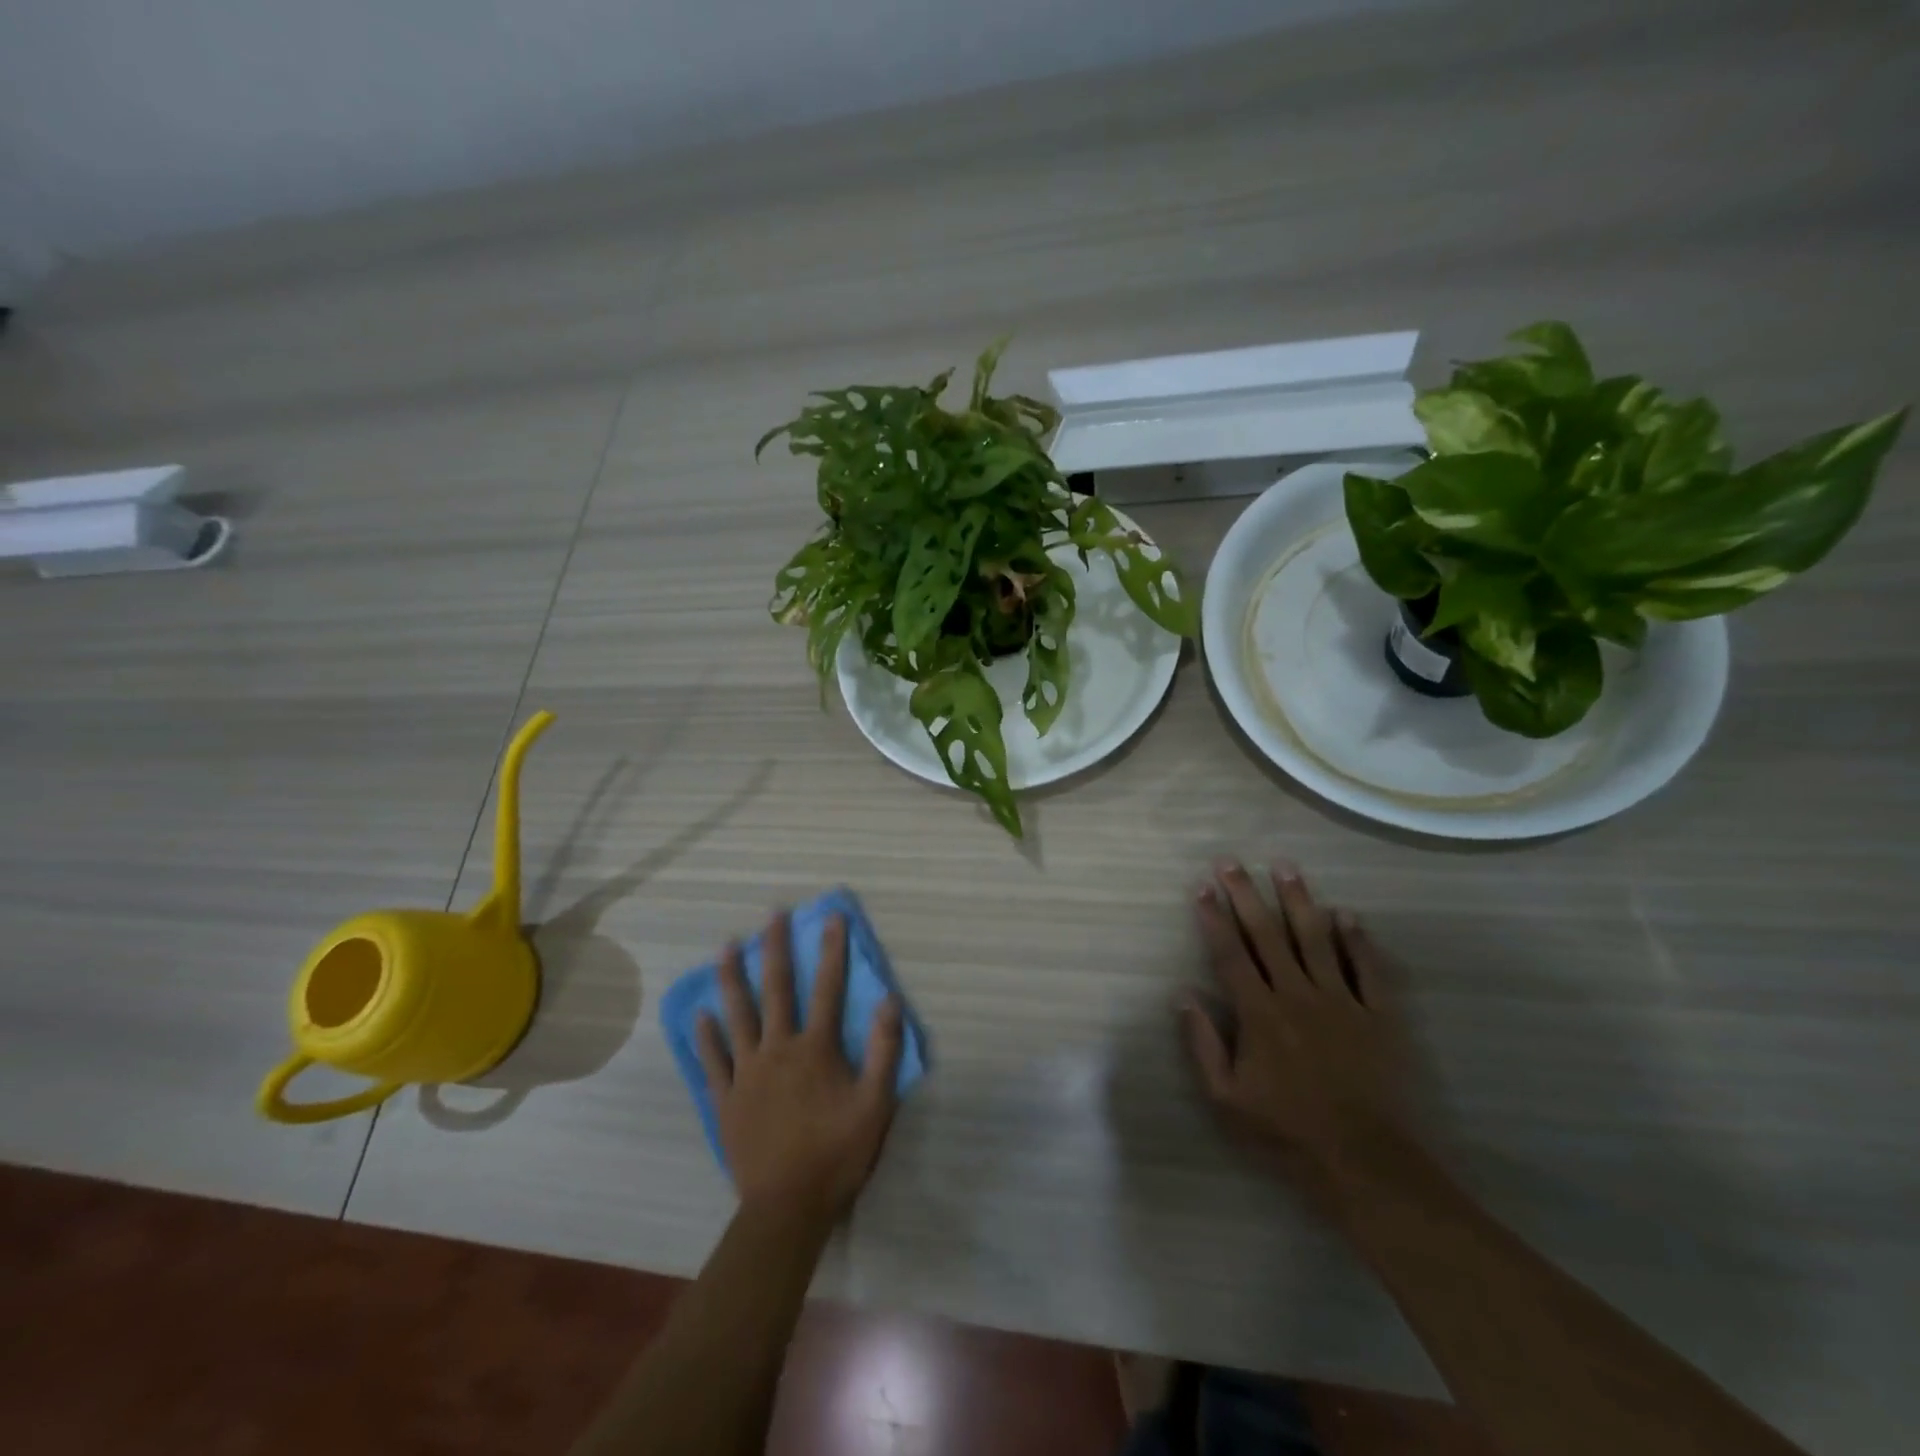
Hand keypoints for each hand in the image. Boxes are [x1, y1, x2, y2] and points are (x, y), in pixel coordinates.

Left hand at [696, 911, 904, 1224]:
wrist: (787, 1207)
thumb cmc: (837, 1153)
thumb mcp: (875, 1104)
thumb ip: (885, 1051)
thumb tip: (891, 1001)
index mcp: (815, 1049)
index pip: (827, 988)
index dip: (832, 950)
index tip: (831, 917)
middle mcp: (778, 1049)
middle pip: (777, 989)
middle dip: (776, 948)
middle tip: (772, 915)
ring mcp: (747, 1072)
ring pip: (737, 1015)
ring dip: (733, 978)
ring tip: (727, 947)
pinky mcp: (726, 1098)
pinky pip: (713, 1060)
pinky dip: (707, 1035)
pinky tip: (700, 1014)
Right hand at [1181, 860, 1415, 1211]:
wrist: (1365, 1162)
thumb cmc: (1286, 1131)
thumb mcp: (1226, 1098)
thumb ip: (1202, 1043)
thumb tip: (1182, 994)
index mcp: (1259, 1013)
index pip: (1230, 954)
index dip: (1214, 918)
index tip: (1202, 887)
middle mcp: (1297, 995)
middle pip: (1267, 935)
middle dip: (1246, 895)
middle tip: (1232, 862)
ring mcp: (1341, 1002)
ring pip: (1316, 939)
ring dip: (1299, 901)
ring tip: (1285, 867)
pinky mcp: (1378, 1016)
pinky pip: (1368, 969)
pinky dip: (1358, 940)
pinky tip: (1347, 914)